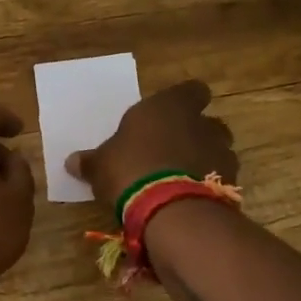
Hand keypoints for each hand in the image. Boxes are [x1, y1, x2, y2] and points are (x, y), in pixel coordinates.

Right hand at [65, 79, 237, 207]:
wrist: (170, 210)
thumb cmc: (129, 169)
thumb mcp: (100, 165)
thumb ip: (90, 161)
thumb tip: (71, 161)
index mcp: (168, 106)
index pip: (192, 90)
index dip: (185, 100)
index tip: (172, 113)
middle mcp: (199, 123)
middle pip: (208, 122)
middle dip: (195, 133)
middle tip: (173, 149)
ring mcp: (219, 153)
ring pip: (218, 150)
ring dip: (204, 160)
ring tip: (182, 177)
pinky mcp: (229, 183)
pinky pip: (220, 178)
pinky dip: (209, 184)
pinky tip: (189, 197)